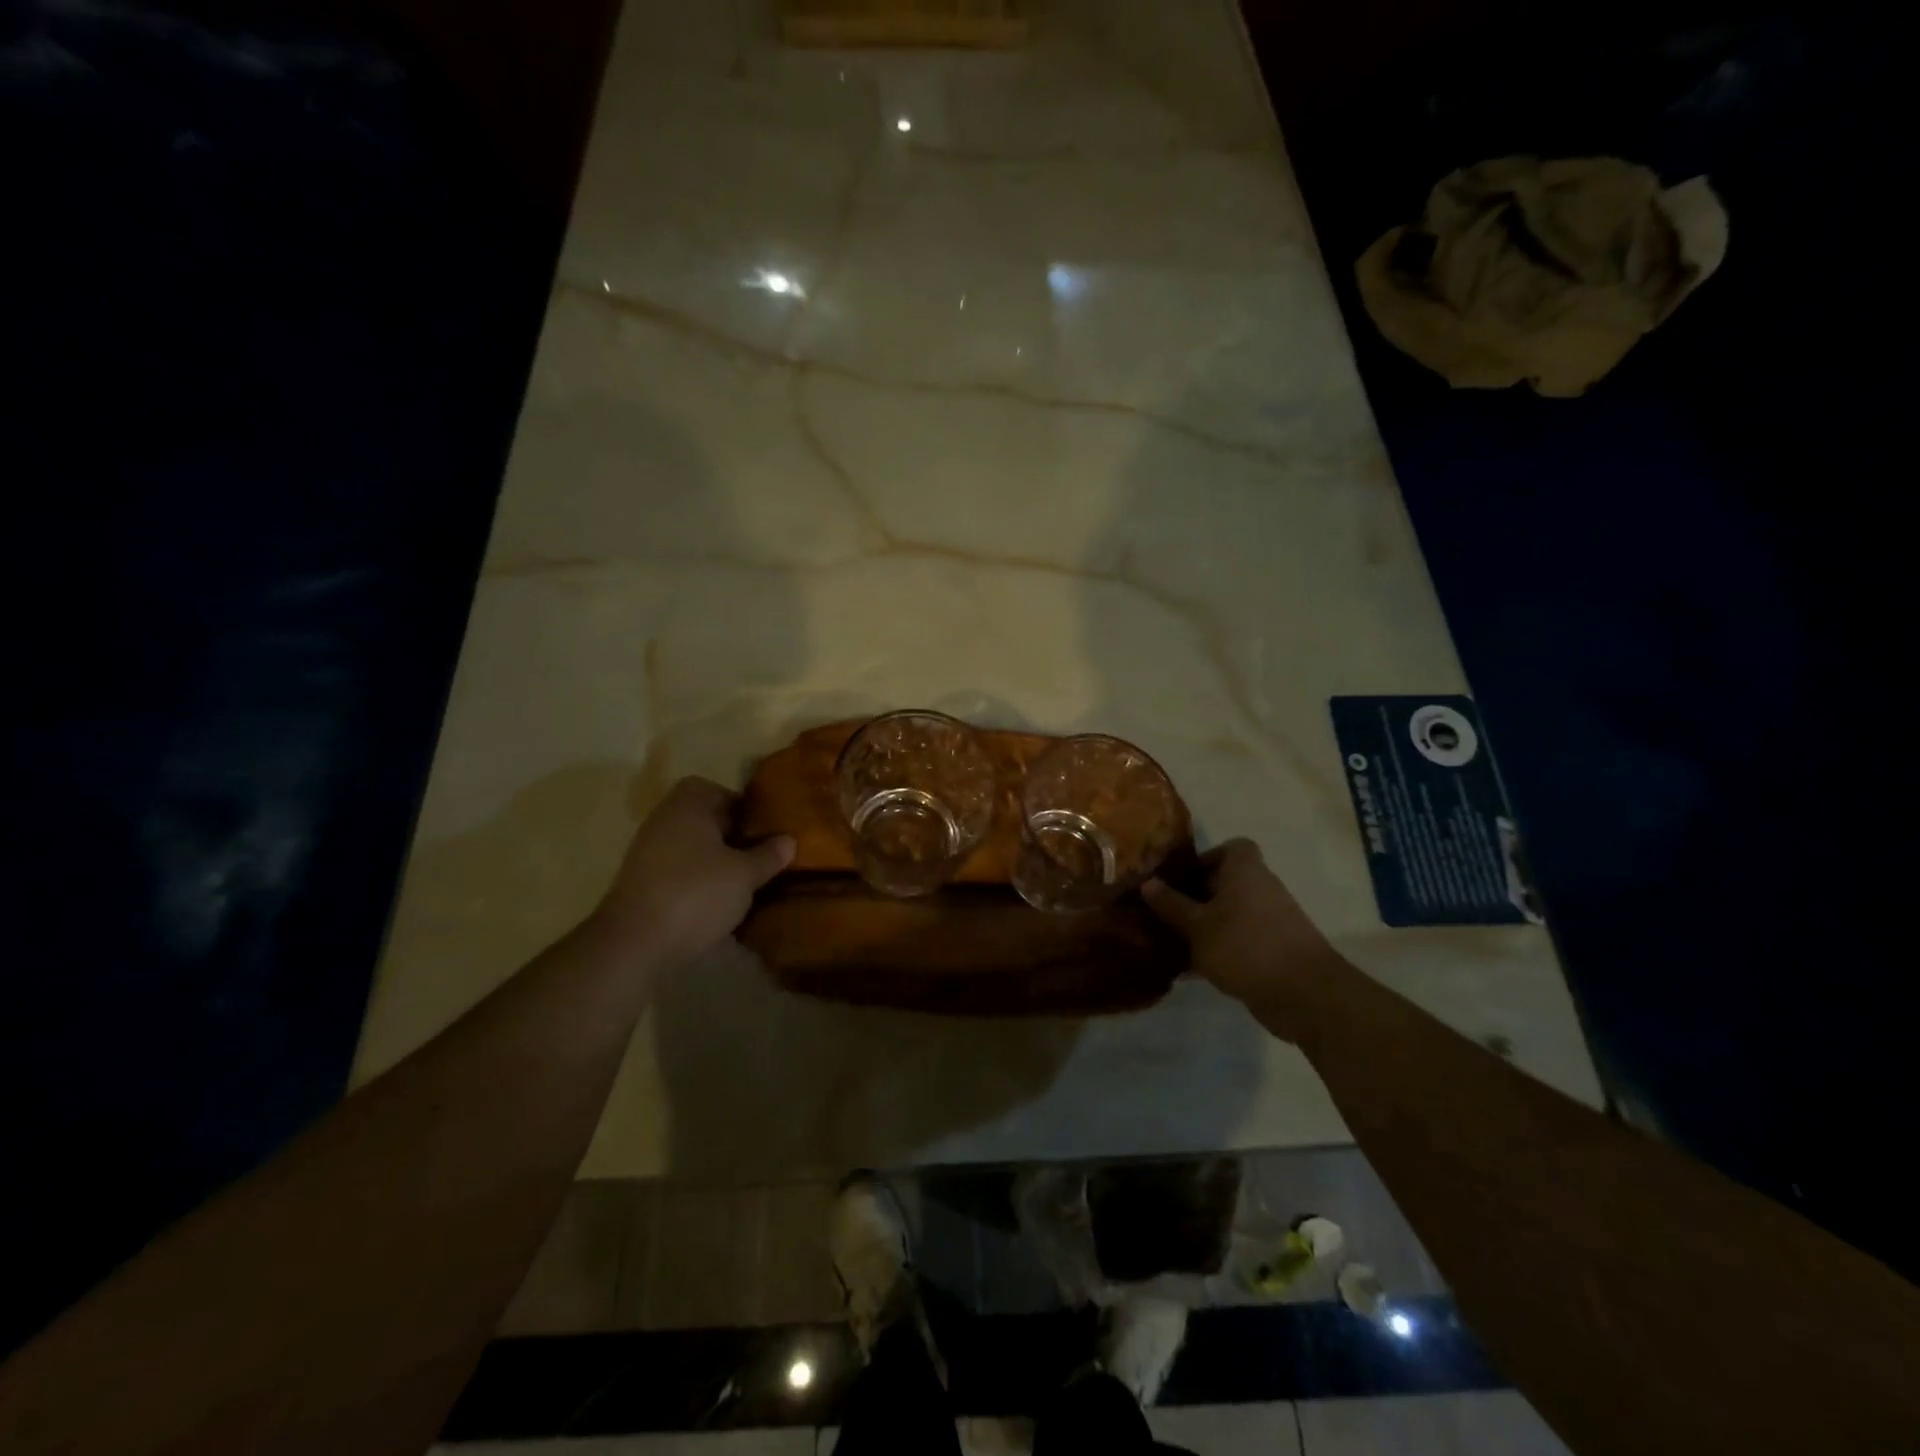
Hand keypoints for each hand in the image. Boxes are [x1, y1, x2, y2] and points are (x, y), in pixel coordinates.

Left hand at [594, 777, 794, 964]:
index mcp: (687, 806)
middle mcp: (663, 821)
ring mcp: (646, 853)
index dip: (739, 806)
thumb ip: (768, 855)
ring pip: (690, 847)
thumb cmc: (696, 894)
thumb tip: (788, 840)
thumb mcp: (745, 875)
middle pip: (702, 819)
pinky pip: (677, 872)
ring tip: (742, 882)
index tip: (761, 828)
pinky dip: (696, 882)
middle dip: (730, 835)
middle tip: (758, 855)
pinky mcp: (640, 884)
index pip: (715, 790)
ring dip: (714, 861)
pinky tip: (717, 903)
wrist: (634, 944)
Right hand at [1142, 839, 1342, 1041]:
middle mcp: (1262, 889)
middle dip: (1195, 896)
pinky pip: (1240, 940)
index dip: (1206, 858)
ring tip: (1172, 941)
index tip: (1180, 878)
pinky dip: (1219, 949)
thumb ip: (1171, 904)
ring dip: (1205, 926)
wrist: (1305, 995)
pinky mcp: (1274, 951)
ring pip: (1231, 915)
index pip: (1232, 848)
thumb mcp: (1197, 926)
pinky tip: (1191, 970)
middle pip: (1226, 883)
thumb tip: (1148, 883)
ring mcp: (1271, 921)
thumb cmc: (1245, 946)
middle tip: (1165, 911)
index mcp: (1245, 871)